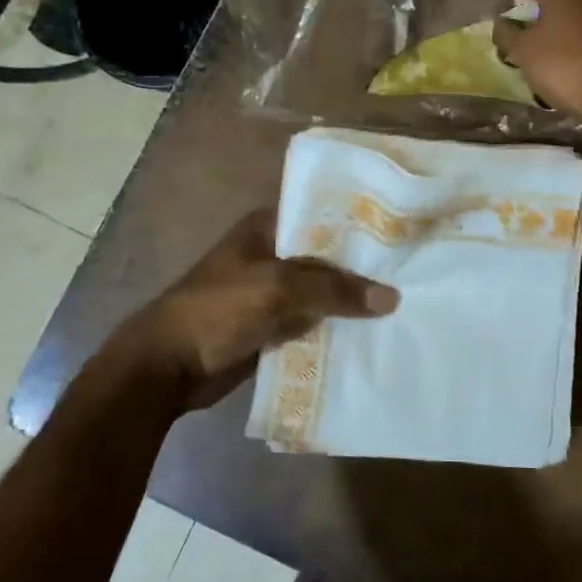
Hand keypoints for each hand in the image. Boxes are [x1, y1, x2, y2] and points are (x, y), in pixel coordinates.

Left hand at [126, 210, 397, 409]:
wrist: (168, 366)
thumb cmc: (218, 310)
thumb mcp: (279, 289)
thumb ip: (334, 290)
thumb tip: (391, 298)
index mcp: (267, 228)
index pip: (321, 215)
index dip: (359, 222)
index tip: (400, 230)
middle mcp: (272, 254)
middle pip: (327, 256)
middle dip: (362, 267)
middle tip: (413, 270)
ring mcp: (272, 292)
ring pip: (322, 293)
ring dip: (352, 302)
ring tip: (405, 303)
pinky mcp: (272, 326)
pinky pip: (312, 322)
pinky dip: (336, 328)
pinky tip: (373, 334)